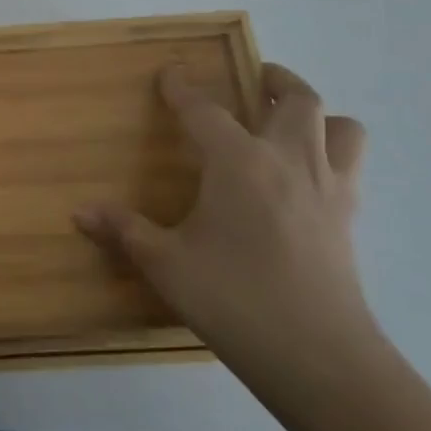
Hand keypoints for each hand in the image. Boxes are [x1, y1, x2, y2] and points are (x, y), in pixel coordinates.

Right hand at [74, 63, 372, 375]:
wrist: (320, 357)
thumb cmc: (234, 299)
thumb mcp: (166, 264)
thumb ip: (125, 231)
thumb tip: (79, 213)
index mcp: (238, 162)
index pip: (205, 110)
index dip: (183, 88)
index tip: (170, 73)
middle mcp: (289, 160)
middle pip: (296, 99)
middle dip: (274, 79)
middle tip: (254, 79)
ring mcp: (328, 187)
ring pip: (341, 126)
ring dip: (317, 113)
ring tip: (291, 120)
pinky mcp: (349, 218)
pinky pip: (351, 164)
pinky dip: (333, 152)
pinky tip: (306, 175)